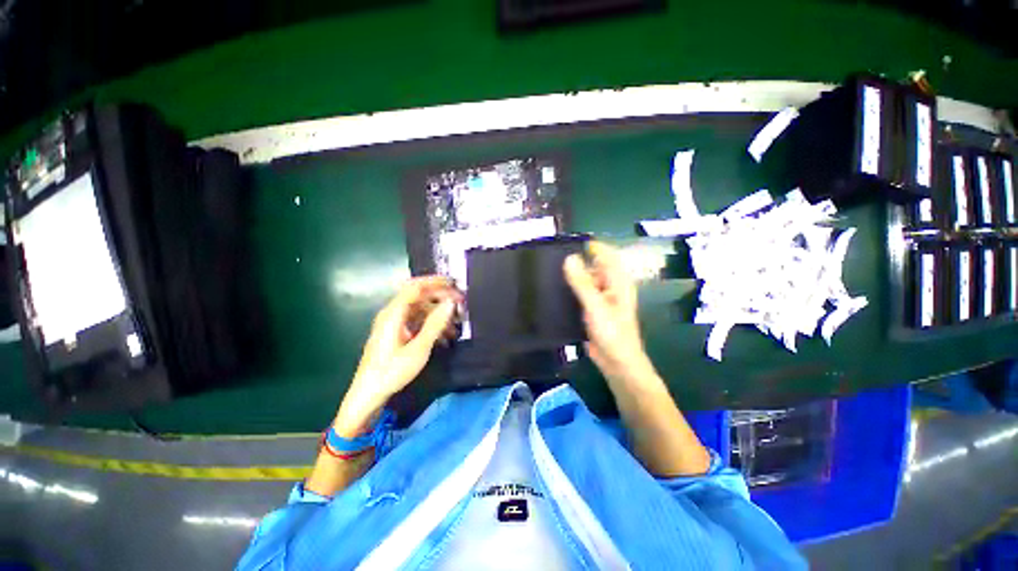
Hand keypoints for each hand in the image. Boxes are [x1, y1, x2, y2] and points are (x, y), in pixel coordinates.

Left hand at [334, 276, 460, 435]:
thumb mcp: (418, 348)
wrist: (368, 395)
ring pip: (419, 310)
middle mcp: (392, 314)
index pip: (415, 287)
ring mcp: (394, 324)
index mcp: (393, 313)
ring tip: (456, 323)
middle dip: (440, 298)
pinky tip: (444, 335)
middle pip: (418, 297)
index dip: (435, 282)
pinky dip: (431, 324)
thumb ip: (435, 323)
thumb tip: (450, 303)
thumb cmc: (392, 371)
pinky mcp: (396, 334)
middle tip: (460, 303)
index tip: (454, 284)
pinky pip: (416, 321)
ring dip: (438, 313)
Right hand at [564, 242, 656, 385]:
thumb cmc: (612, 333)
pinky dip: (570, 289)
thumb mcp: (596, 306)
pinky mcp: (591, 308)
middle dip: (577, 262)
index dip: (590, 246)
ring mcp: (600, 298)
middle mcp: (610, 286)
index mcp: (617, 281)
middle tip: (552, 259)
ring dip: (572, 276)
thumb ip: (582, 283)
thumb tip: (569, 258)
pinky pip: (580, 293)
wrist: (616, 362)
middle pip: (593, 266)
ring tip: (549, 273)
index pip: (606, 254)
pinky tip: (555, 290)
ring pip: (585, 280)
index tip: (568, 242)